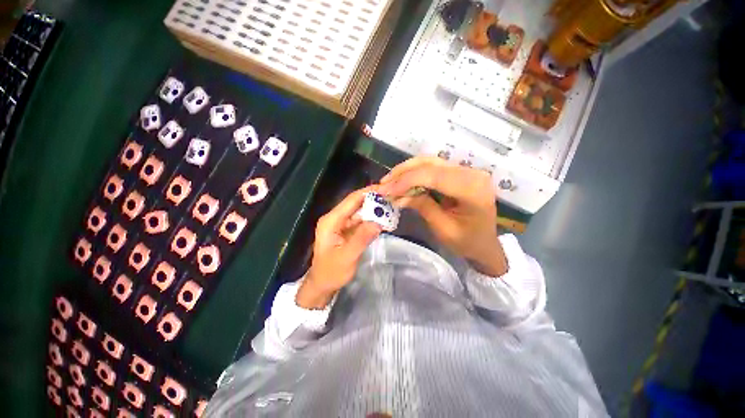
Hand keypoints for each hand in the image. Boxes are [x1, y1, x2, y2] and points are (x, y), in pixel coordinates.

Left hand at [296, 187, 382, 308]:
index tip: (386, 188)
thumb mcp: (347, 257)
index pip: (351, 200)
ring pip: (360, 212)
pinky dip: (372, 219)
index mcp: (331, 221)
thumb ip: (361, 239)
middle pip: (356, 204)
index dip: (368, 192)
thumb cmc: (331, 272)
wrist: (322, 285)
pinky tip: (384, 219)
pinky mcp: (347, 231)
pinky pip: (361, 221)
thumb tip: (378, 222)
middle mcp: (335, 218)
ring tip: (392, 206)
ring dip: (374, 209)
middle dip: (374, 199)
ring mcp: (341, 224)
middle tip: (393, 196)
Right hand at [378, 157, 507, 276]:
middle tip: (383, 184)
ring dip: (407, 171)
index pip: (433, 175)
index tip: (385, 190)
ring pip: (429, 162)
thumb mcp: (443, 229)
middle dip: (403, 173)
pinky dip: (415, 174)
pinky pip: (433, 168)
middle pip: (430, 164)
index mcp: (472, 188)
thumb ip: (422, 206)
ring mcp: (466, 170)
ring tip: (389, 182)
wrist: (486, 244)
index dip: (406, 181)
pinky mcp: (459, 173)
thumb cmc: (468, 242)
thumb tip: (398, 195)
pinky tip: (402, 181)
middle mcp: (471, 173)